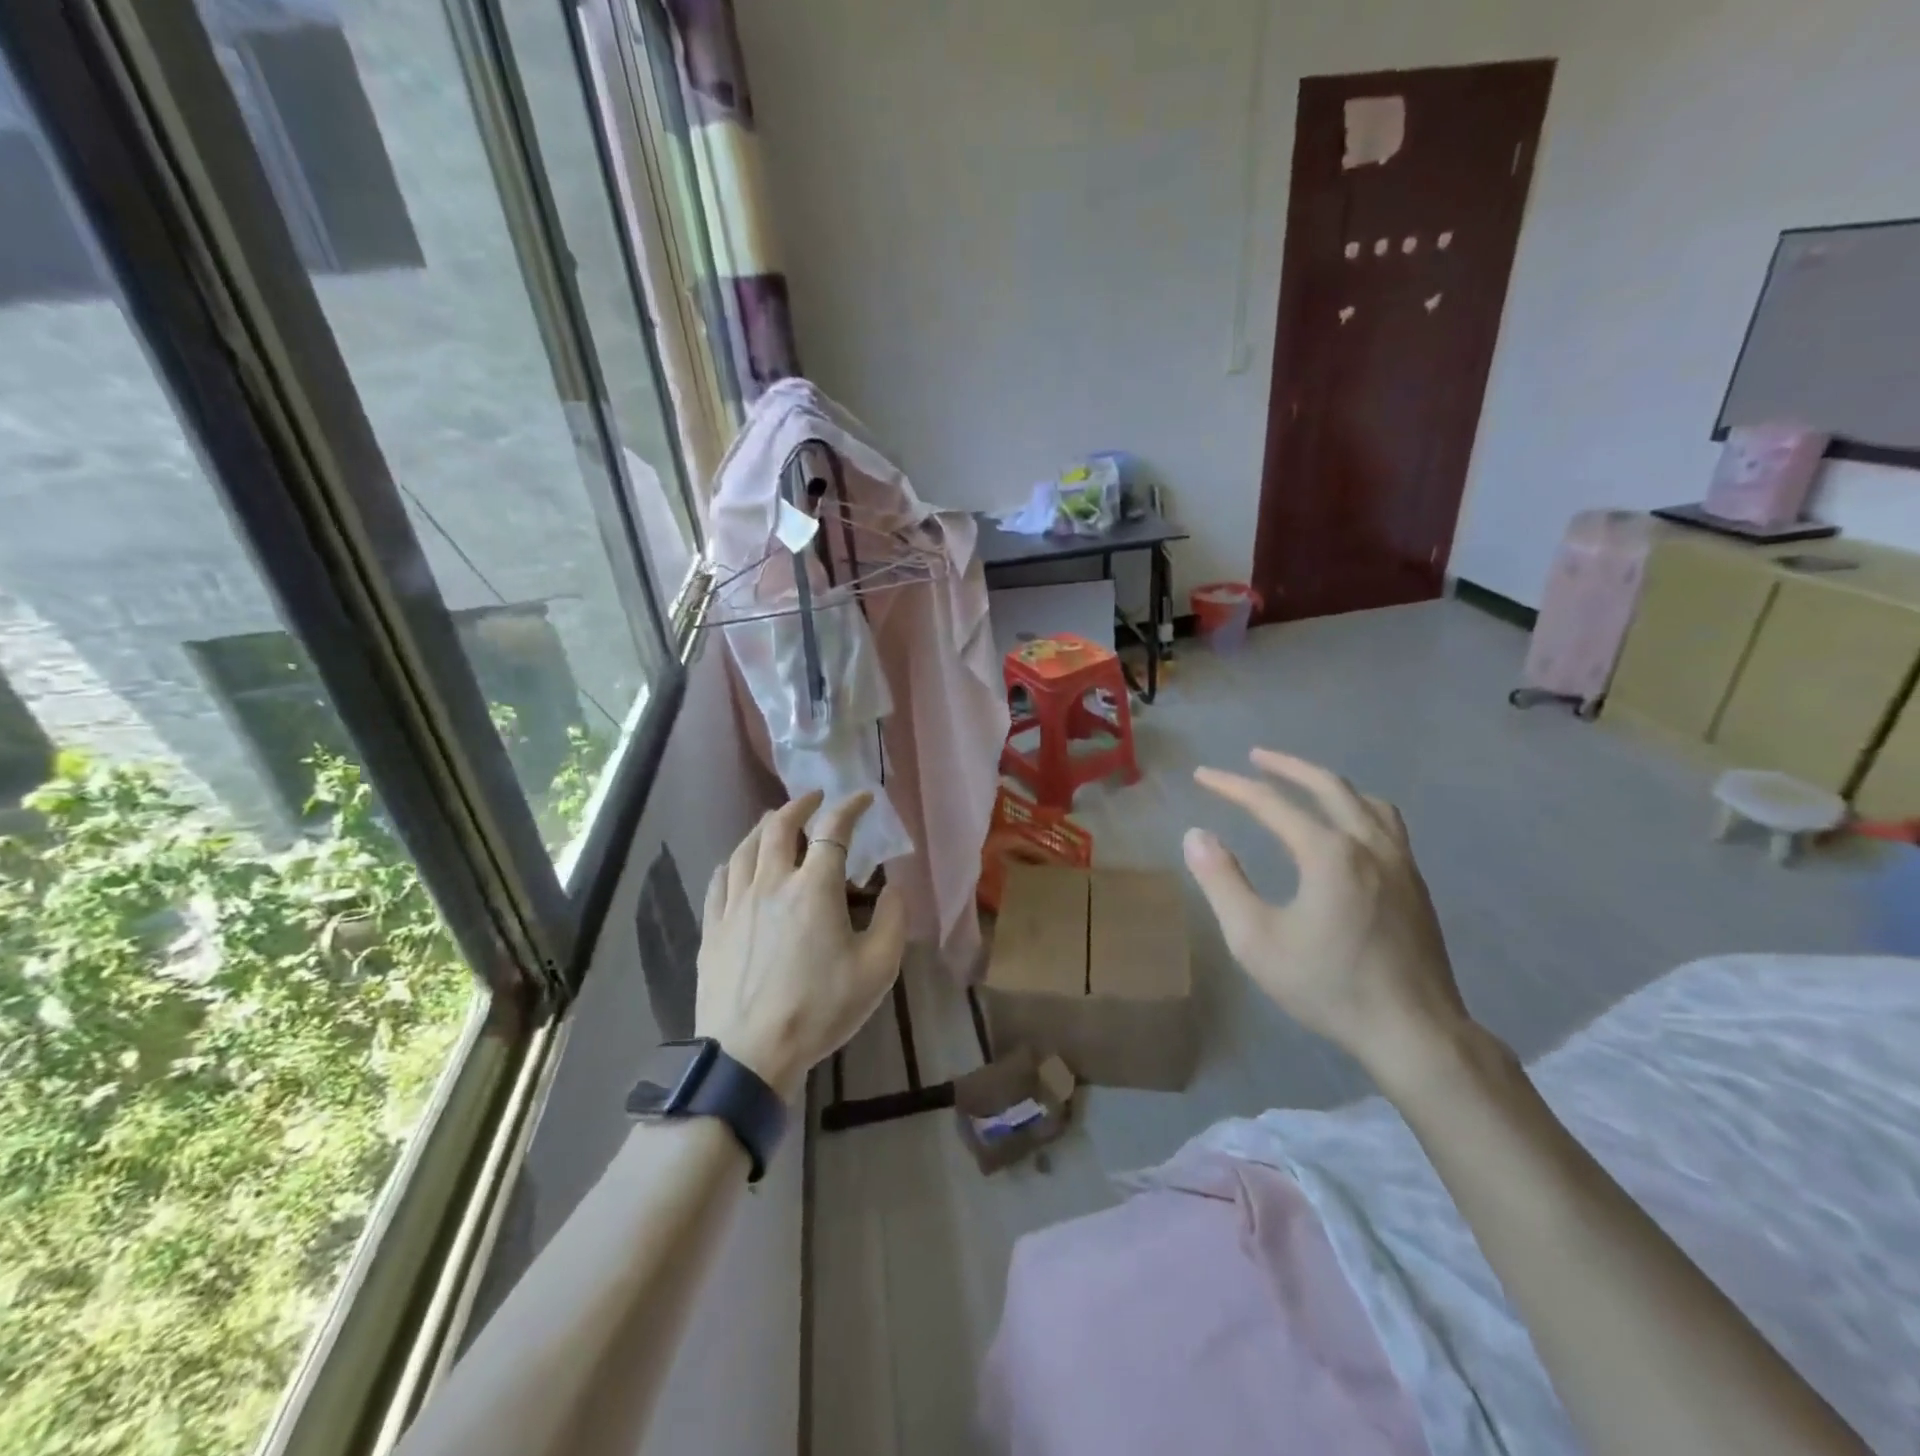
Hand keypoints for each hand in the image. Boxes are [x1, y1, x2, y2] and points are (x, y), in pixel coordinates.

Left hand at [696, 790, 907, 1102]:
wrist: (750, 1053)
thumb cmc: (820, 1009)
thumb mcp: (877, 970)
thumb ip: (893, 920)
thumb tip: (892, 887)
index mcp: (814, 888)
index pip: (833, 830)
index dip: (850, 807)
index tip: (864, 797)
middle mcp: (772, 882)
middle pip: (780, 826)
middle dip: (800, 805)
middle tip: (814, 798)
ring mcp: (736, 903)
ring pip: (746, 847)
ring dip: (764, 826)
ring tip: (775, 821)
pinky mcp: (713, 927)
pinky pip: (721, 879)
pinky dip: (735, 860)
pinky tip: (738, 863)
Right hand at [1183, 748, 1475, 1088]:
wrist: (1414, 1032)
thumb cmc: (1328, 985)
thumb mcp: (1256, 939)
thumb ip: (1222, 882)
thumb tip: (1196, 835)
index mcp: (1328, 852)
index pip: (1270, 802)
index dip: (1231, 786)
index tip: (1202, 776)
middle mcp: (1367, 843)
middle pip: (1326, 785)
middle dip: (1285, 767)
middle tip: (1254, 757)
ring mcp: (1400, 861)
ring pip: (1364, 800)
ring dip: (1327, 783)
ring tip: (1303, 783)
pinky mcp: (1416, 883)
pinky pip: (1386, 822)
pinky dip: (1357, 806)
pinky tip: (1349, 826)